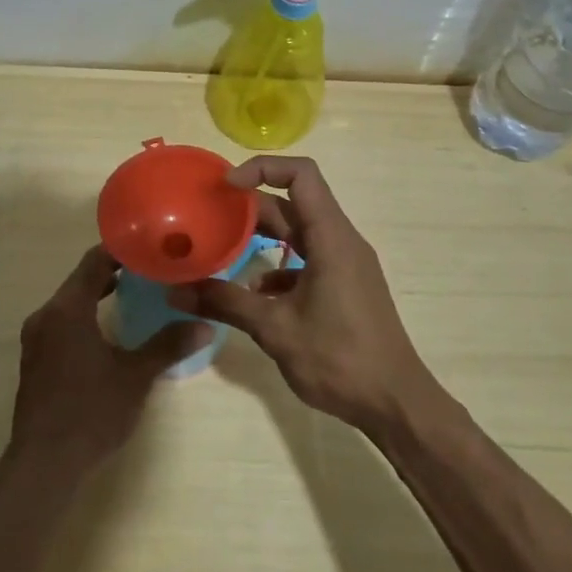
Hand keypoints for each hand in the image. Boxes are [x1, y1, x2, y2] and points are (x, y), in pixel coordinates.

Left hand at [8, 245, 210, 480]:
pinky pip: (62, 323)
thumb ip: (167, 345)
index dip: (122, 250)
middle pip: (81, 279)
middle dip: (114, 273)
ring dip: (99, 296)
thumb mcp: (135, 376)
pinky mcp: (34, 359)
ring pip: (70, 302)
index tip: (149, 247)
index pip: (94, 261)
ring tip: (136, 296)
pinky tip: (109, 332)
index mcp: (67, 309)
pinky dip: (85, 317)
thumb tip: (205, 324)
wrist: (43, 464)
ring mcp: (36, 338)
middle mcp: (46, 315)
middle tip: (150, 271)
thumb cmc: (91, 412)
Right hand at [168, 156, 436, 434]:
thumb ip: (226, 303)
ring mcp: (345, 264)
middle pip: (294, 203)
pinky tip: (254, 293)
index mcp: (331, 237)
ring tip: (223, 249)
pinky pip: (308, 259)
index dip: (262, 168)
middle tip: (210, 217)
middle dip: (251, 207)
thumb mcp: (275, 329)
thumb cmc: (340, 358)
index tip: (226, 187)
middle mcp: (341, 241)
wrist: (396, 403)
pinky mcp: (345, 286)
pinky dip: (279, 266)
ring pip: (299, 232)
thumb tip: (175, 292)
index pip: (301, 175)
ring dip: (263, 236)